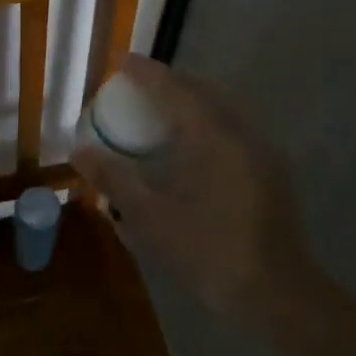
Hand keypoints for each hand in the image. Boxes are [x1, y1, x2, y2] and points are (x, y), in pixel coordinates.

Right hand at [72, 55, 309, 313]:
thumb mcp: (150, 218)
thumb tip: (79, 151)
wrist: (277, 293)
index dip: (145, 72)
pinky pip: (233, 128)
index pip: (173, 88)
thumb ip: (113, 179)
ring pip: (221, 109)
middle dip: (168, 83)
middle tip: (136, 88)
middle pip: (201, 91)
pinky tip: (191, 148)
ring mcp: (261, 150)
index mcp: (212, 136)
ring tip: (159, 112)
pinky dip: (207, 122)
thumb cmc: (208, 252)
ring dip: (190, 102)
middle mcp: (241, 132)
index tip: (121, 61)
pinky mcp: (271, 170)